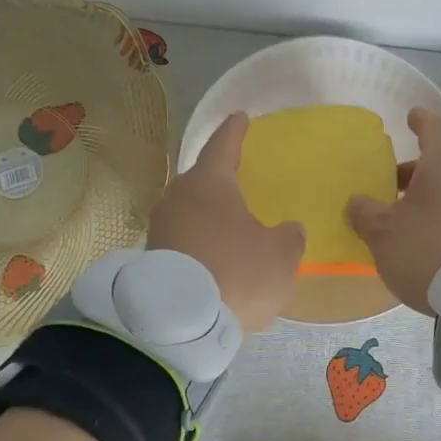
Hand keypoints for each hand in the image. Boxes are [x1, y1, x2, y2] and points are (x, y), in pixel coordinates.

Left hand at [148, 113, 304, 332]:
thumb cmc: (237, 273)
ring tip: (230, 224)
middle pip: (202, 180)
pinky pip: (183, 238)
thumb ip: (289, 236)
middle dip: (220, 179)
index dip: (235, 131)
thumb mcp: (281, 255)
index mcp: (210, 183)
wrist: (180, 323)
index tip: (240, 117)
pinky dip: (199, 241)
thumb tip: (287, 229)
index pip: (224, 145)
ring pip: (190, 211)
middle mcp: (178, 197)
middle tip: (239, 178)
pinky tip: (214, 256)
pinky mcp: (151, 257)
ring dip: (209, 215)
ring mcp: (160, 227)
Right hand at [347, 108, 440, 314]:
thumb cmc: (429, 247)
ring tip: (407, 220)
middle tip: (391, 185)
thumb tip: (357, 202)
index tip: (411, 117)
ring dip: (431, 198)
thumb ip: (365, 213)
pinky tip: (431, 239)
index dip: (420, 122)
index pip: (433, 129)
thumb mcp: (384, 233)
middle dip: (416, 172)